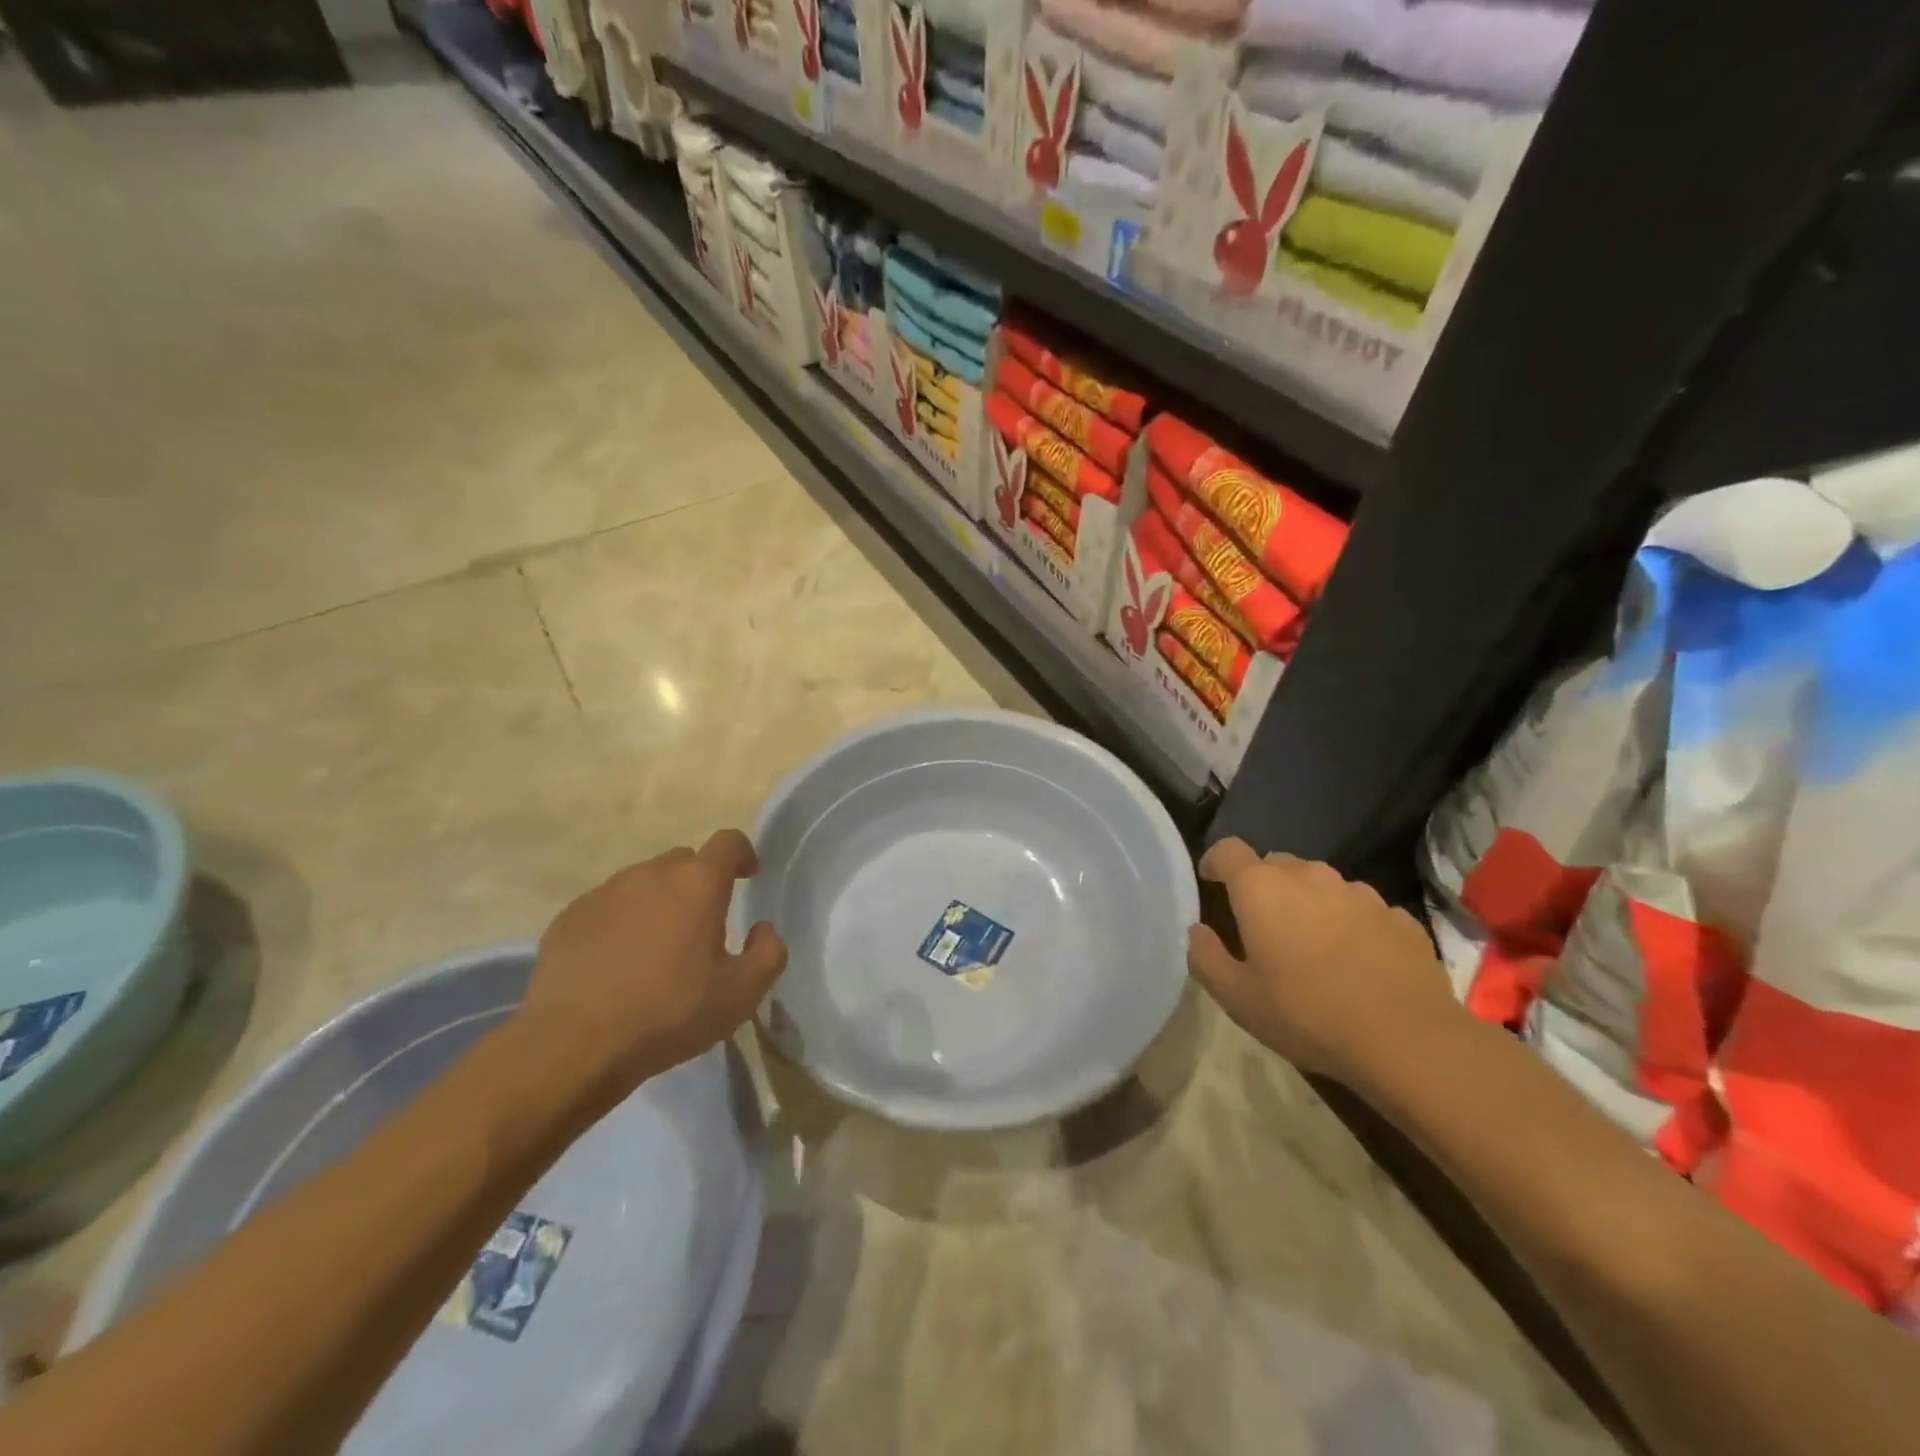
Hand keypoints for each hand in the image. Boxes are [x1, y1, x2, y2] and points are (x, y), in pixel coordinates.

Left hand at [520, 830, 786, 1103]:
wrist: (573, 1044)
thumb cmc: (669, 1012)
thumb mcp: (741, 994)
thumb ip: (768, 953)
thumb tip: (763, 929)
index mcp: (698, 883)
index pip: (728, 843)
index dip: (743, 854)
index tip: (748, 876)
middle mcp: (651, 875)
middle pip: (684, 862)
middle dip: (699, 883)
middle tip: (702, 926)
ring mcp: (604, 893)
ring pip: (643, 883)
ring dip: (658, 903)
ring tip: (657, 949)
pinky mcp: (569, 918)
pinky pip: (606, 908)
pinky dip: (620, 924)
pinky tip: (617, 964)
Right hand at [1186, 840, 1458, 1087]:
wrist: (1408, 1040)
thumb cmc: (1307, 1014)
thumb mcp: (1237, 998)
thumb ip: (1205, 957)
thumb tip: (1198, 931)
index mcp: (1262, 888)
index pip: (1227, 849)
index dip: (1215, 863)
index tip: (1212, 885)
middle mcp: (1309, 876)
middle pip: (1275, 864)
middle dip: (1263, 887)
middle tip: (1262, 929)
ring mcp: (1359, 892)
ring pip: (1320, 885)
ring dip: (1308, 905)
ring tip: (1313, 949)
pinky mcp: (1397, 915)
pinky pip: (1359, 909)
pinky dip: (1348, 925)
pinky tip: (1356, 964)